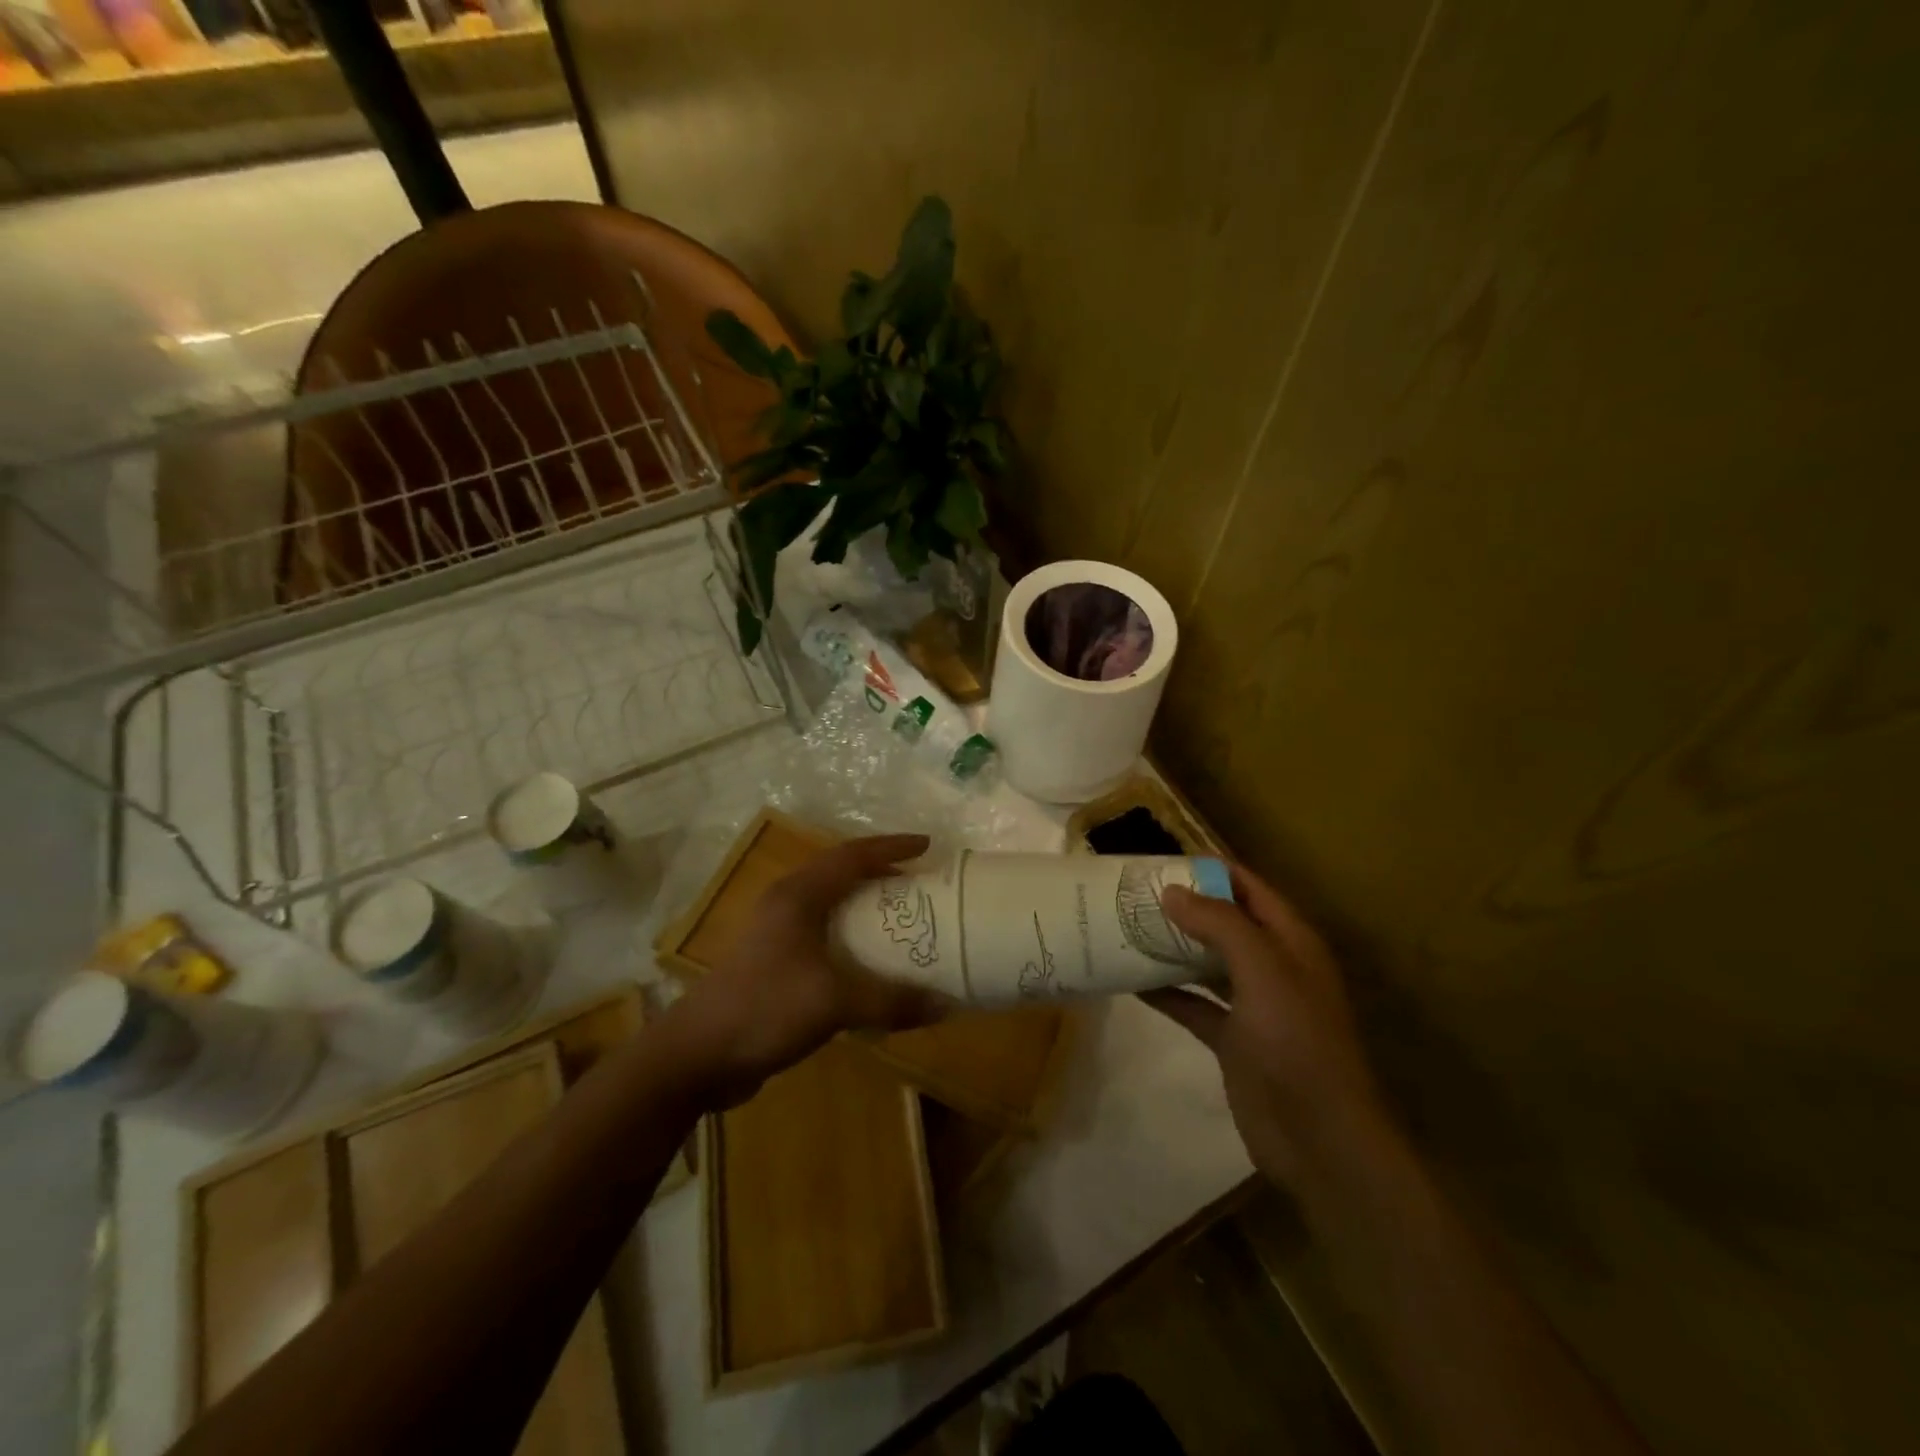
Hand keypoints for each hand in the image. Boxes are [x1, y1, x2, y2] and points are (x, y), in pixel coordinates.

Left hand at [669, 833, 944, 1105]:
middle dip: (881, 874)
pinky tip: (870, 966)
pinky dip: (851, 941)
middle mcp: (786, 905)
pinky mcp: (772, 964)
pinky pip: (823, 938)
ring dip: (865, 908)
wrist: (696, 1056)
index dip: (891, 846)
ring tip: (901, 919)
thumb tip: (947, 1004)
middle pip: (840, 874)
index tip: (928, 846)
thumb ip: (891, 1001)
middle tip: (919, 884)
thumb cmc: (764, 1008)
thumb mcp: (834, 1002)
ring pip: (830, 907)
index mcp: (799, 895)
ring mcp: (775, 935)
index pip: (852, 855)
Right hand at [1143, 865, 1393, 1189]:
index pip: (1249, 888)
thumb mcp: (1263, 971)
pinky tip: (1131, 981)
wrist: (1319, 1139)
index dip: (1209, 870)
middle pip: (1225, 922)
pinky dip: (1167, 992)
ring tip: (1125, 928)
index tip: (1160, 861)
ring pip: (1207, 962)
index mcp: (1290, 941)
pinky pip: (1194, 1004)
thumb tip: (1172, 890)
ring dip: (1172, 947)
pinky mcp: (1233, 1040)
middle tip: (1133, 893)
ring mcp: (1253, 1005)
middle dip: (1184, 906)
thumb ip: (1220, 925)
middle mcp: (1273, 966)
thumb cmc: (1295, 1042)